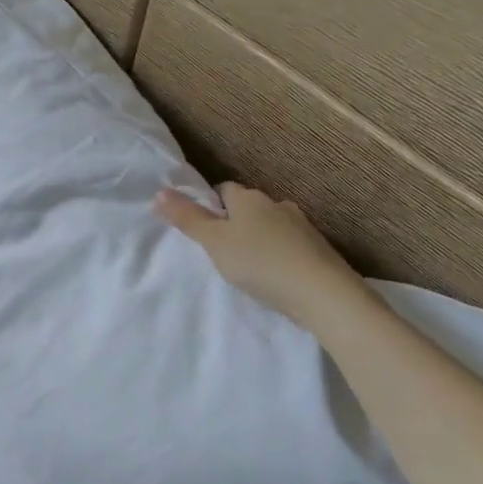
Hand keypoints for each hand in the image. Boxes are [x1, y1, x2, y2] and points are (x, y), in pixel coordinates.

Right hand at [154, 182, 368, 329]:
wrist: (322, 293)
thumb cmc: (259, 262)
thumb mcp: (214, 242)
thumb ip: (187, 219)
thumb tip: (160, 191)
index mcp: (249, 198)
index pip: (224, 190)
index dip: (211, 205)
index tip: (203, 227)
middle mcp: (277, 204)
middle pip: (249, 207)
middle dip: (236, 222)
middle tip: (221, 249)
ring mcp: (303, 226)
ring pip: (271, 225)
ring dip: (260, 238)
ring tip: (249, 264)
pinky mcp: (319, 249)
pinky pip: (290, 245)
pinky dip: (279, 254)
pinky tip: (275, 275)